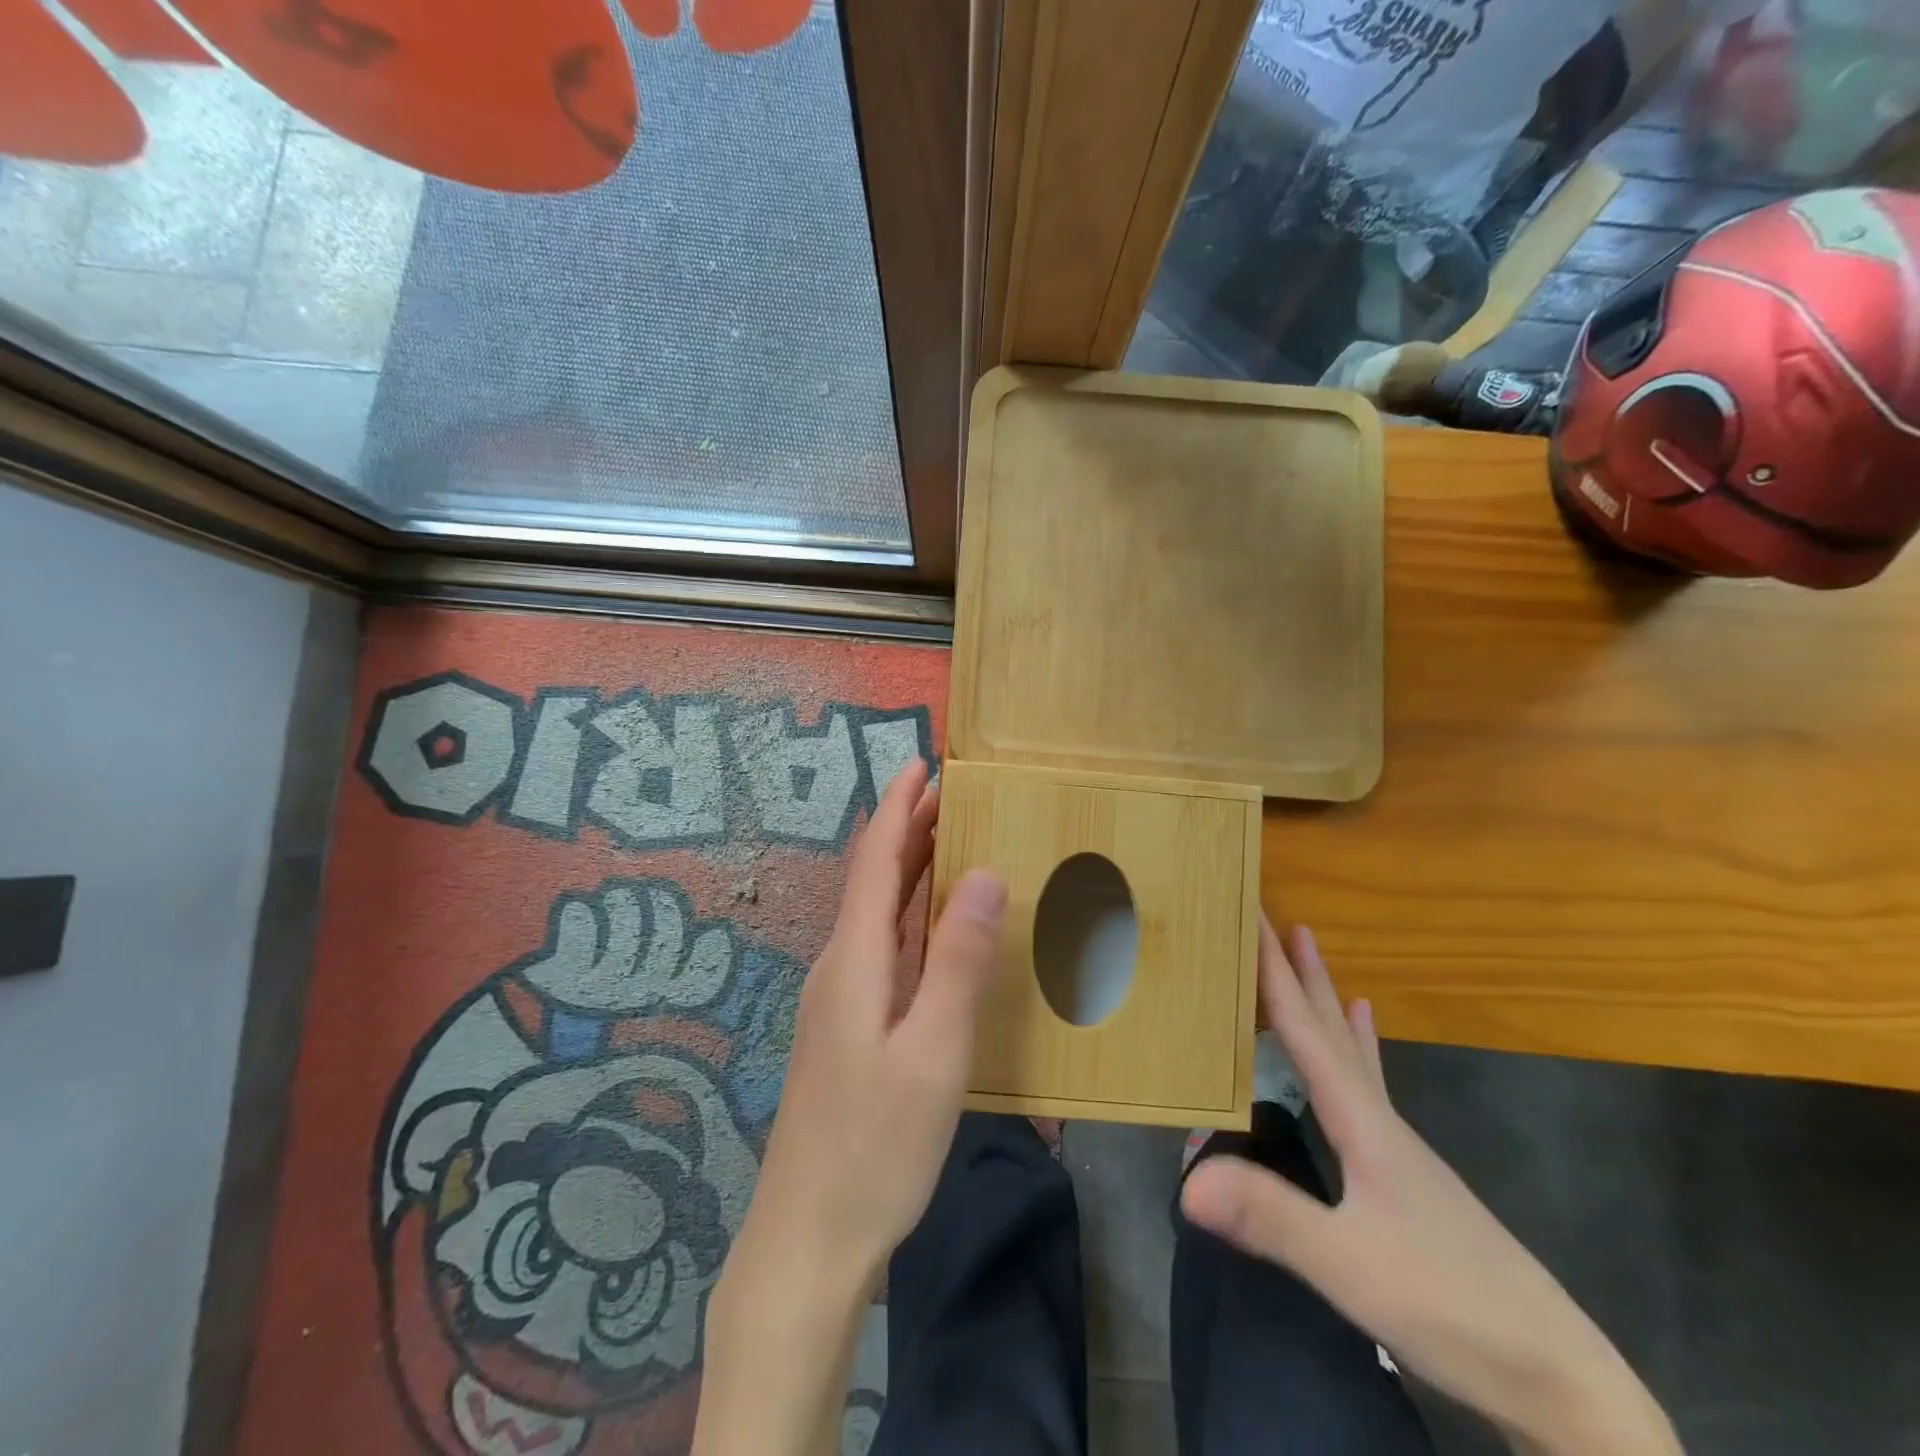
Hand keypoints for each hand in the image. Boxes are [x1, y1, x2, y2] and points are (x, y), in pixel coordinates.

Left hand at [739, 755, 1006, 1286]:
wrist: (808, 1239)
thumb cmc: (876, 1145)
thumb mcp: (934, 1050)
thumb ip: (959, 959)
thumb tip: (986, 871)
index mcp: (855, 959)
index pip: (876, 860)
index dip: (898, 807)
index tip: (922, 763)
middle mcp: (839, 966)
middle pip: (873, 880)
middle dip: (907, 829)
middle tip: (952, 793)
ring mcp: (839, 999)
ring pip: (877, 914)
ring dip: (909, 870)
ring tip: (950, 840)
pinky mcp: (846, 1027)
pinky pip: (881, 947)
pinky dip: (910, 916)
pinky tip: (933, 927)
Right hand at [1181, 922, 1679, 1455]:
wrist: (1559, 1380)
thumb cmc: (1452, 1309)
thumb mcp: (1352, 1268)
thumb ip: (1272, 1217)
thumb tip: (1186, 1178)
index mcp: (1363, 1122)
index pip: (1306, 1030)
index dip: (1275, 973)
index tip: (1253, 917)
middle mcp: (1379, 1118)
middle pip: (1331, 1027)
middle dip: (1301, 971)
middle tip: (1277, 918)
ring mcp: (1397, 1146)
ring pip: (1351, 1051)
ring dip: (1324, 999)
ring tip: (1314, 955)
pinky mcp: (1405, 1174)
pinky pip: (1368, 1085)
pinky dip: (1359, 1046)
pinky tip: (1363, 1032)